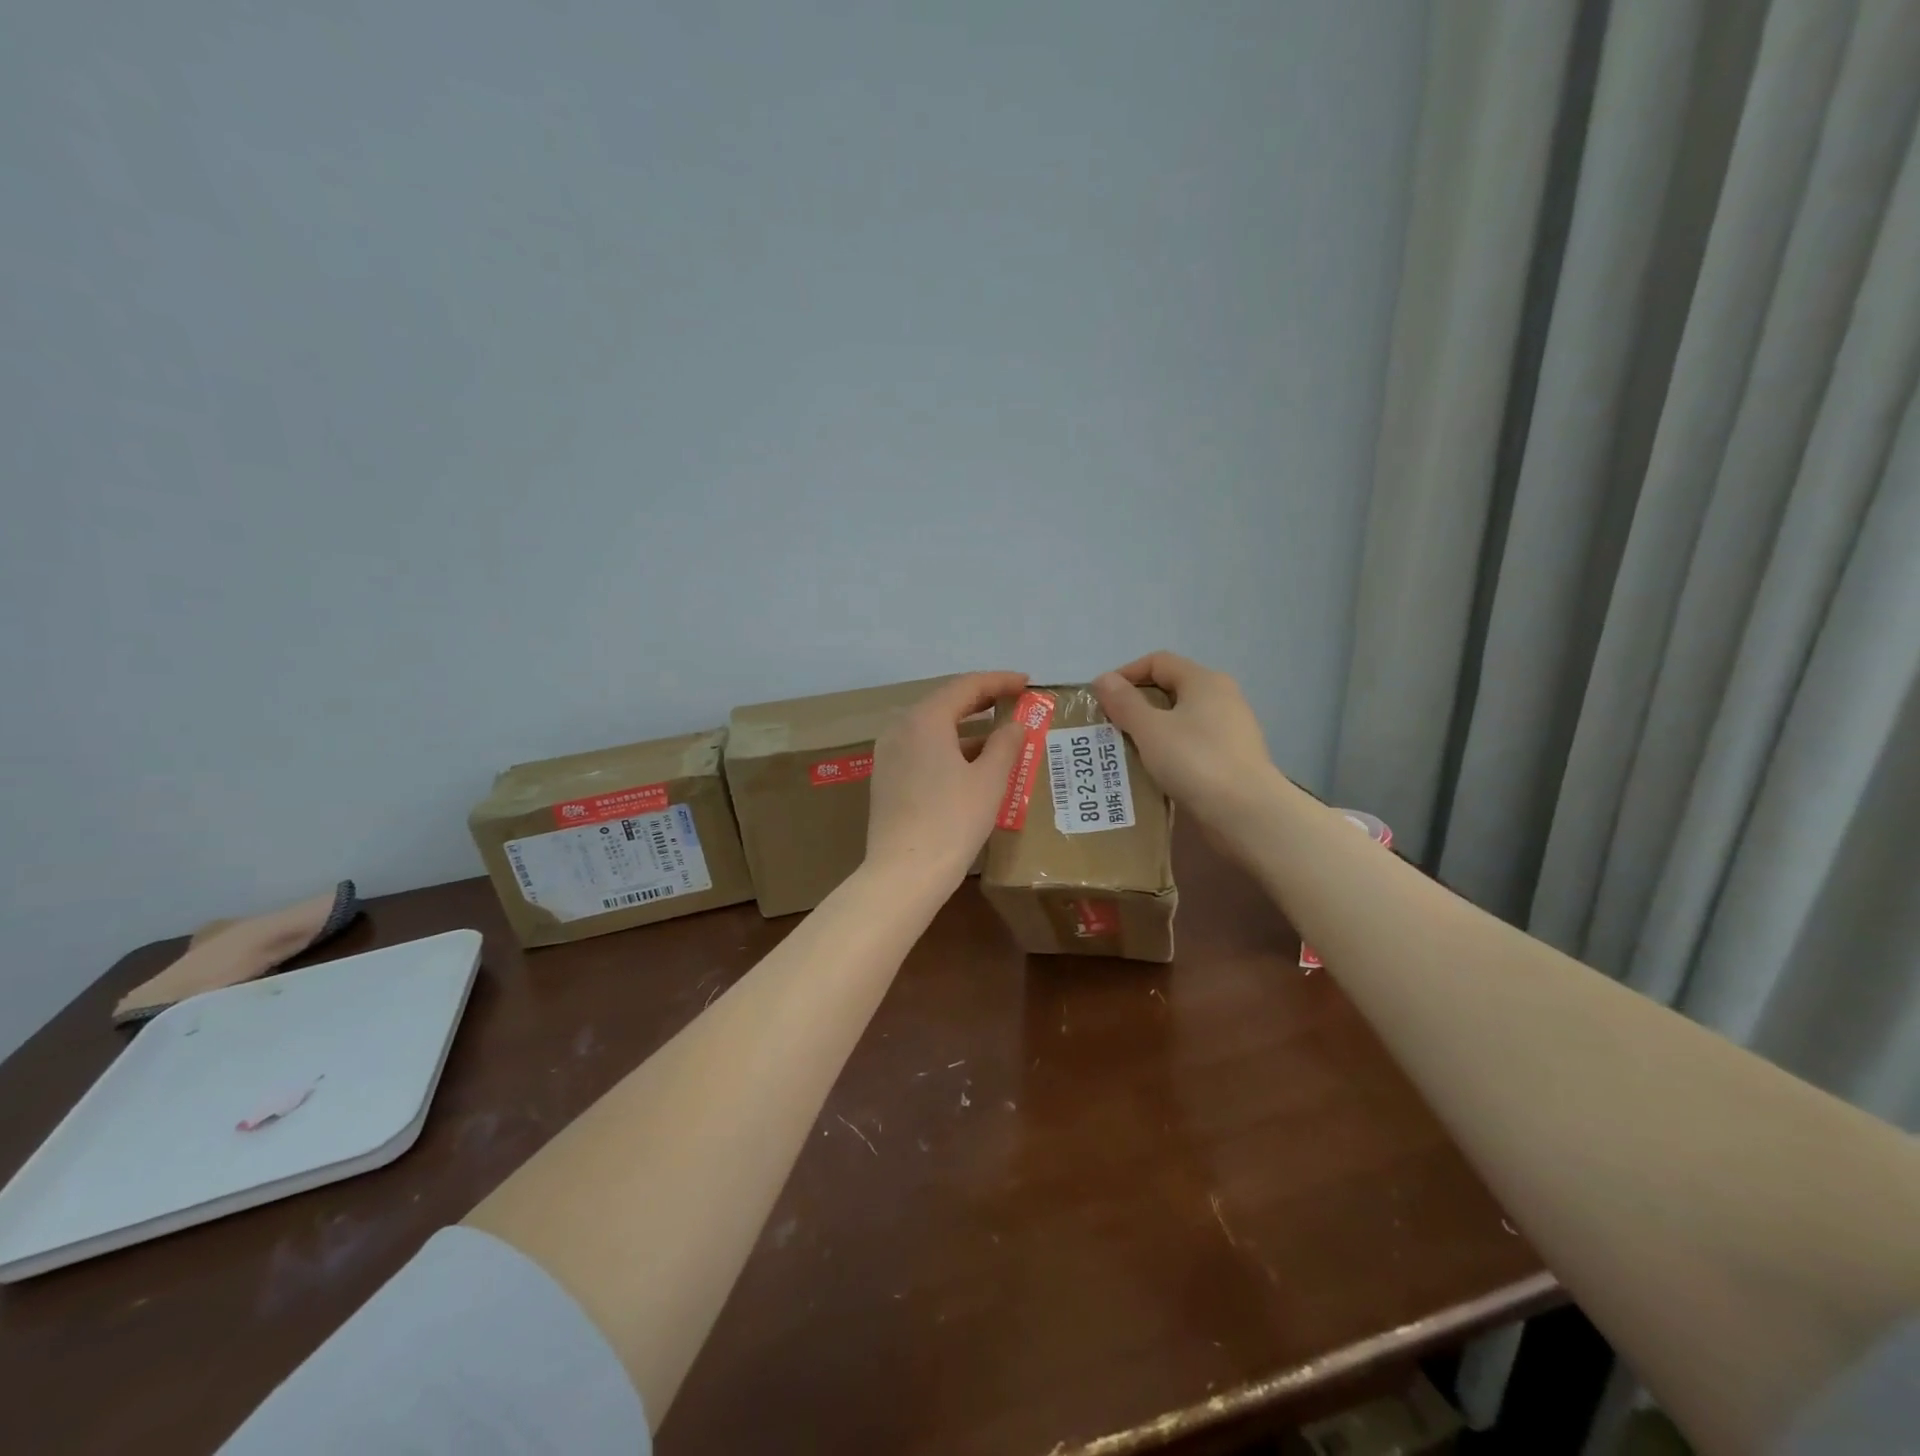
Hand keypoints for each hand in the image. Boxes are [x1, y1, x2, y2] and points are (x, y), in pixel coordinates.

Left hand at [866, 671, 1028, 888]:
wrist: (904, 873)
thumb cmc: (952, 821)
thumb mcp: (989, 781)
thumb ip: (1005, 745)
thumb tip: (1014, 725)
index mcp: (925, 719)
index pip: (966, 686)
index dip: (999, 681)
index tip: (1026, 682)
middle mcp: (900, 728)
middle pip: (945, 702)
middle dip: (982, 700)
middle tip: (1014, 700)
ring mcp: (889, 753)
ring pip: (932, 727)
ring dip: (966, 726)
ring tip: (999, 732)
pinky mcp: (887, 777)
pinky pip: (922, 747)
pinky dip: (949, 745)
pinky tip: (971, 761)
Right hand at [1092, 652, 1281, 836]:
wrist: (1247, 813)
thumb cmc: (1196, 761)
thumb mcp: (1150, 730)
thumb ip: (1124, 702)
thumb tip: (1104, 679)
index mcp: (1204, 681)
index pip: (1158, 661)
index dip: (1126, 674)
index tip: (1102, 699)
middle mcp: (1222, 697)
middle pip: (1171, 688)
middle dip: (1137, 704)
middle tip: (1110, 726)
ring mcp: (1231, 728)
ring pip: (1182, 719)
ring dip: (1152, 730)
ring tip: (1127, 750)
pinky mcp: (1233, 757)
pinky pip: (1193, 743)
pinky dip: (1170, 750)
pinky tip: (1156, 770)